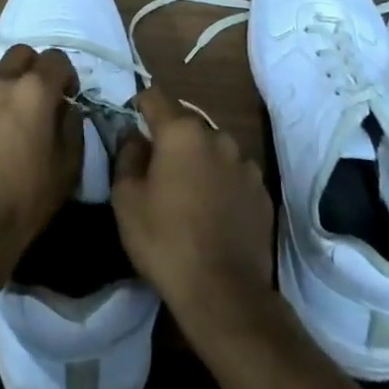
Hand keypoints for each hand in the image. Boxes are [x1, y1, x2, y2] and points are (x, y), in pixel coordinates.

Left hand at [0, 44, 82, 266]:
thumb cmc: (26, 201)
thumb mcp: (68, 169)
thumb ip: (72, 126)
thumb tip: (66, 108)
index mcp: (33, 92)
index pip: (55, 59)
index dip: (64, 74)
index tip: (64, 94)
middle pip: (17, 56)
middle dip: (28, 70)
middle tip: (28, 102)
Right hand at [111, 88, 273, 329]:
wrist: (223, 292)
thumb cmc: (165, 240)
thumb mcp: (126, 199)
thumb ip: (127, 156)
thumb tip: (133, 136)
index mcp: (182, 132)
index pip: (155, 97)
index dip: (140, 104)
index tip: (132, 121)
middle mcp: (218, 137)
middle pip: (187, 125)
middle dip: (171, 139)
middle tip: (156, 169)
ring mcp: (245, 164)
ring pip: (213, 150)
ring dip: (199, 161)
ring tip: (188, 194)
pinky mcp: (262, 192)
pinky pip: (234, 175)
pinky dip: (222, 184)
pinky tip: (213, 212)